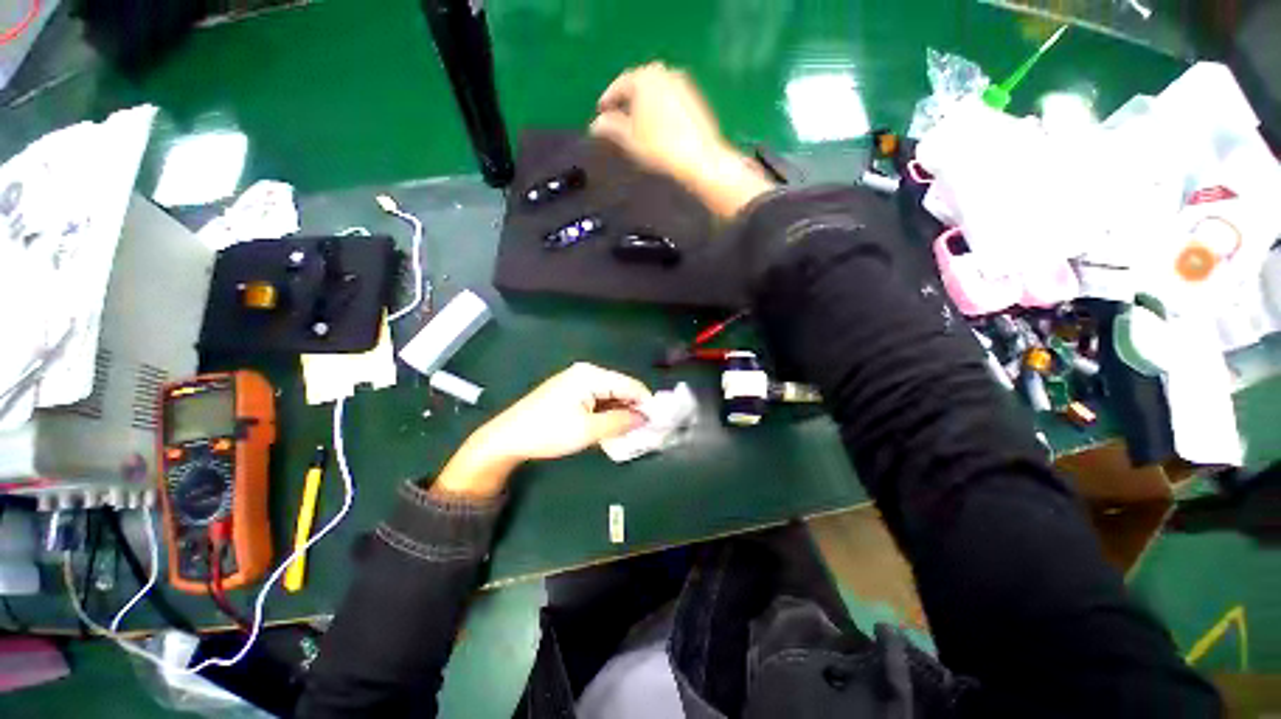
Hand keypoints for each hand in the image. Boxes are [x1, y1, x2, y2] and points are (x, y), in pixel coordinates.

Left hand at [433, 364, 651, 496]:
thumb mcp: (588, 430)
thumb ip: (620, 422)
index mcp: (591, 375)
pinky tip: (612, 428)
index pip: (629, 385)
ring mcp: (577, 382)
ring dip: (621, 413)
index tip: (658, 423)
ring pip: (610, 396)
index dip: (646, 403)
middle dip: (633, 409)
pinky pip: (598, 400)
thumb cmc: (549, 432)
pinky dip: (607, 413)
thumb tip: (644, 418)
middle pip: (620, 389)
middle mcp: (587, 373)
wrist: (508, 437)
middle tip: (645, 431)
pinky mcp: (571, 392)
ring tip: (631, 433)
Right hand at [590, 63, 774, 217]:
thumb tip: (596, 125)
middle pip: (639, 85)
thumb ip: (610, 128)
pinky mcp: (695, 100)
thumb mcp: (629, 140)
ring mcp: (683, 85)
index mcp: (645, 78)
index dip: (608, 100)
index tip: (600, 113)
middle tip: (617, 119)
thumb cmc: (660, 149)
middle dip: (627, 101)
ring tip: (636, 126)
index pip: (620, 85)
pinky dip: (660, 109)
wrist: (700, 161)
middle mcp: (665, 73)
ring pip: (656, 92)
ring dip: (644, 105)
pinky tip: (657, 128)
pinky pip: (670, 100)